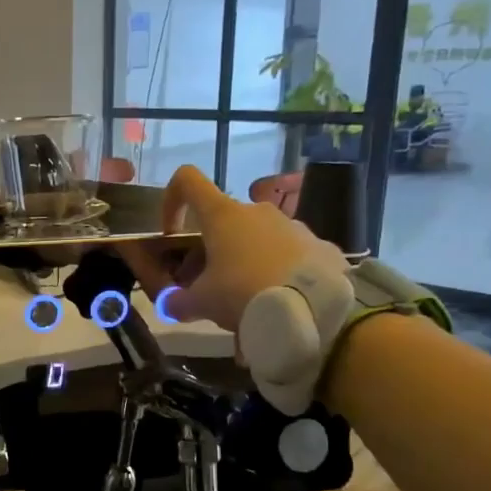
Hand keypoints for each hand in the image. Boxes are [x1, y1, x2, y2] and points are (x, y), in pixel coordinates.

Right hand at [131, 166, 343, 330]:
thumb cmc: (244, 294)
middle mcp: (257, 211)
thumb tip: (170, 304)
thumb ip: (177, 301)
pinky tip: (279, 302)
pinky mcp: (320, 246)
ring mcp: (293, 226)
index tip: (172, 233)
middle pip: (223, 222)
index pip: (188, 181)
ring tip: (247, 300)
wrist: (314, 310)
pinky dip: (278, 272)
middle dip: (211, 250)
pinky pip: (289, 255)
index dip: (172, 200)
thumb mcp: (201, 303)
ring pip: (257, 238)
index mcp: (223, 215)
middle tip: (207, 287)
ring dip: (245, 261)